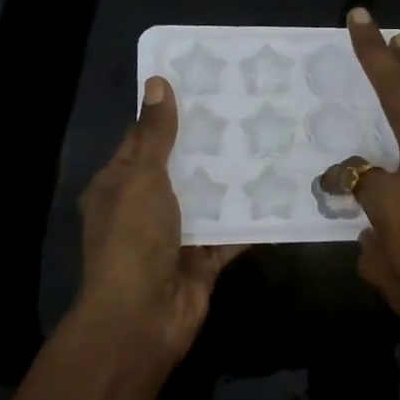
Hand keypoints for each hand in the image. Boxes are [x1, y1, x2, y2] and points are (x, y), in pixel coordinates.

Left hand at [78, 76, 244, 362]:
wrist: (143, 317)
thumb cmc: (133, 241)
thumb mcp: (141, 179)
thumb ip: (155, 135)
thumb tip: (158, 82)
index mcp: (118, 186)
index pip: (143, 141)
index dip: (169, 114)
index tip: (204, 86)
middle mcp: (145, 208)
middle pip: (181, 168)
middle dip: (209, 144)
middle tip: (248, 108)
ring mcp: (176, 235)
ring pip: (209, 199)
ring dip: (233, 179)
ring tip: (270, 141)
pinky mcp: (203, 259)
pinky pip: (231, 233)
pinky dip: (251, 218)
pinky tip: (280, 192)